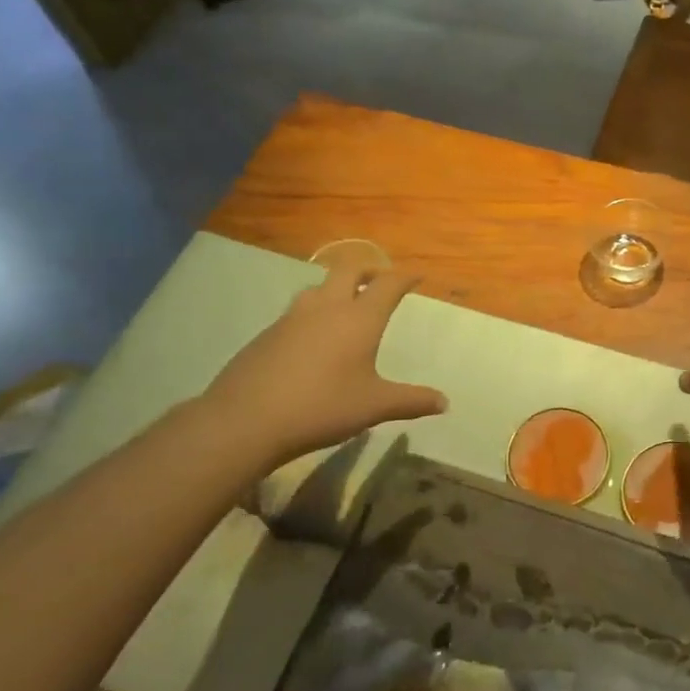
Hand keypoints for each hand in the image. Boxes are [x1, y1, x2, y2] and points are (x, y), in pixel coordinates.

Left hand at [204, 266, 447, 470]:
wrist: (245, 420)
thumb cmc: (321, 407)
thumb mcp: (374, 407)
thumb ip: (411, 401)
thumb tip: (444, 402)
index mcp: (359, 318)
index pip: (388, 284)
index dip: (405, 276)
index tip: (416, 275)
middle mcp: (326, 308)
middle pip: (349, 269)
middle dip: (369, 269)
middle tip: (380, 281)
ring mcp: (291, 318)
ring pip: (318, 287)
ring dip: (336, 287)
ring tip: (345, 305)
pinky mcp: (266, 335)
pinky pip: (296, 311)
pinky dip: (313, 313)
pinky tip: (312, 339)